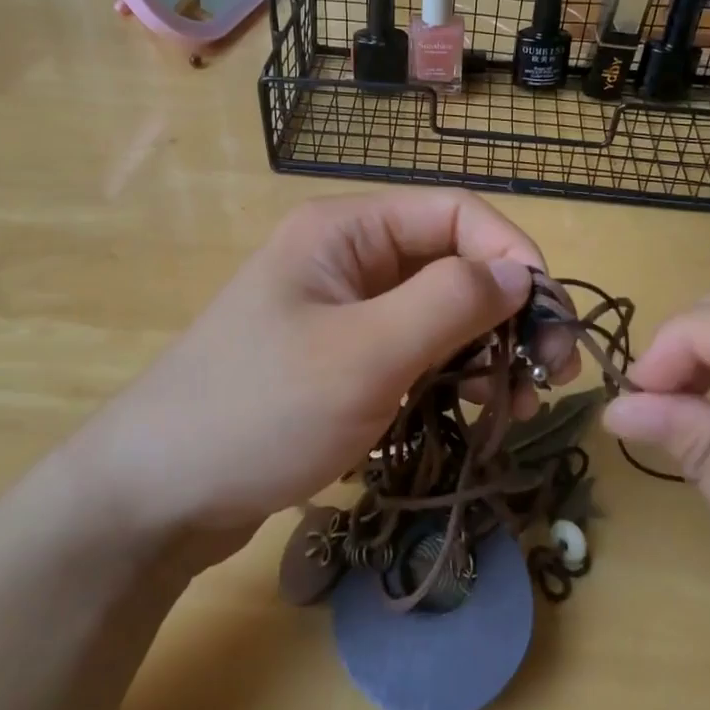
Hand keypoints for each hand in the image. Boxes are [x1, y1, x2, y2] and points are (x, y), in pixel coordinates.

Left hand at [86, 190, 574, 554]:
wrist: (158, 494)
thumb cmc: (259, 411)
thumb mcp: (364, 354)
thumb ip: (449, 303)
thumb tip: (521, 273)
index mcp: (347, 231)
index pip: (456, 214)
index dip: (513, 255)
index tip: (551, 321)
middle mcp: (348, 259)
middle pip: (452, 263)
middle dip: (508, 312)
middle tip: (550, 376)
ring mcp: (343, 312)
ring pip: (438, 313)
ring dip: (486, 350)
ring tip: (516, 407)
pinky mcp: (341, 361)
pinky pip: (414, 352)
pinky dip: (451, 376)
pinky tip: (475, 413)